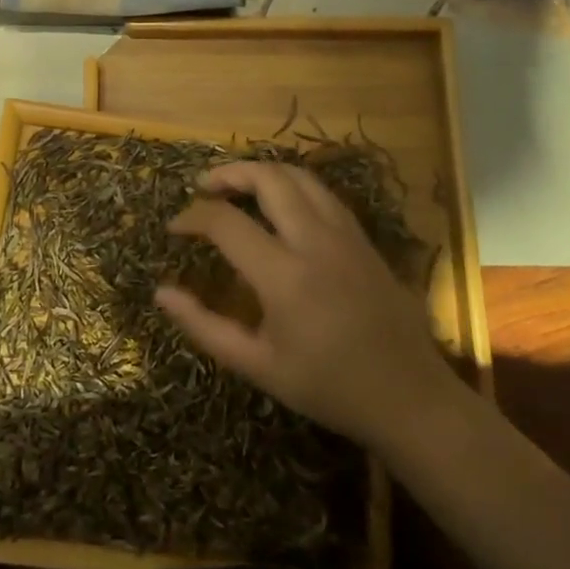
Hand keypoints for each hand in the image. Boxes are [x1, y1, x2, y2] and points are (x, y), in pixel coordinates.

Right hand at [155, 162, 456, 449]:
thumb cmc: (328, 387)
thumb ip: (204, 327)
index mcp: (284, 276)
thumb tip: (161, 293)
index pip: (226, 222)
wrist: (408, 396)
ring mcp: (345, 234)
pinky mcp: (363, 237)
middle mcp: (315, 241)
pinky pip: (323, 193)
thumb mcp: (257, 366)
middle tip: (203, 186)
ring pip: (299, 176)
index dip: (192, 217)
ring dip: (262, 172)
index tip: (175, 228)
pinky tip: (280, 204)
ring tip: (236, 186)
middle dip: (228, 173)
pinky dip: (293, 185)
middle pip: (267, 178)